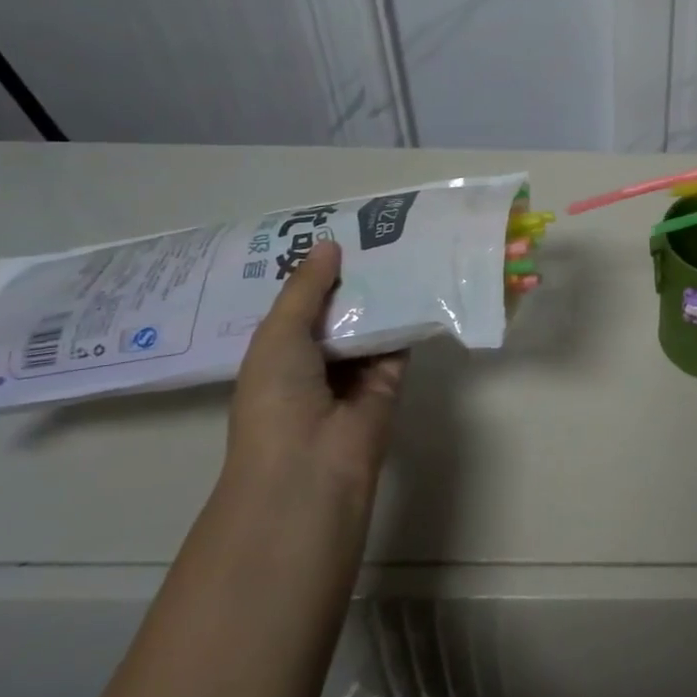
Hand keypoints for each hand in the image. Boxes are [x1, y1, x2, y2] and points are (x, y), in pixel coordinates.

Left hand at [227, 239, 406, 511]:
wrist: (311, 465)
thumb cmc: (277, 398)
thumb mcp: (278, 334)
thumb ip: (305, 289)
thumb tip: (329, 244)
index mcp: (277, 353)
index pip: (297, 306)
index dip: (311, 273)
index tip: (332, 234)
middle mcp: (314, 361)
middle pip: (337, 311)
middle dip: (350, 278)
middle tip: (372, 231)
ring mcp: (353, 373)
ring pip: (369, 324)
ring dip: (380, 294)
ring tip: (400, 244)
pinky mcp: (389, 382)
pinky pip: (399, 343)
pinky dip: (407, 317)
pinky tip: (419, 281)